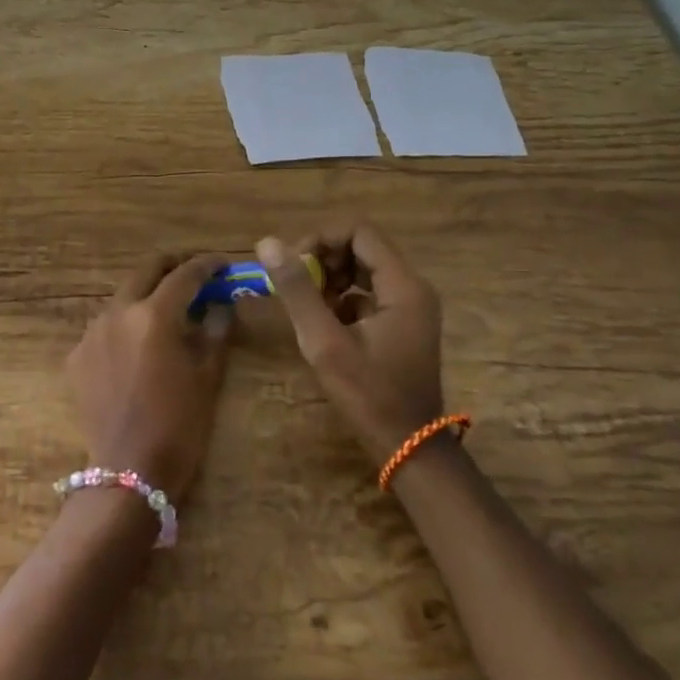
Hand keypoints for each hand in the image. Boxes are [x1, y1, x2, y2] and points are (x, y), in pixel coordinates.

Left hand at [67, 252, 235, 501]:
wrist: (128, 472)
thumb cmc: (179, 426)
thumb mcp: (208, 377)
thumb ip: (216, 331)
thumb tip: (222, 304)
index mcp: (154, 315)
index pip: (185, 275)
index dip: (208, 265)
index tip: (224, 265)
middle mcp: (118, 312)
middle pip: (147, 270)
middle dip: (173, 265)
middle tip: (196, 275)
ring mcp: (92, 332)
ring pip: (123, 295)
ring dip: (148, 293)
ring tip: (170, 311)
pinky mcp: (78, 354)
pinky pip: (106, 325)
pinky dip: (127, 323)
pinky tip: (140, 344)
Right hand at [257, 223, 443, 467]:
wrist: (408, 447)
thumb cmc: (368, 394)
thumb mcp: (325, 342)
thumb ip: (297, 290)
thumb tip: (267, 243)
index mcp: (402, 285)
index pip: (359, 231)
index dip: (321, 238)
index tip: (294, 265)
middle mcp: (412, 287)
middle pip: (361, 247)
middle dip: (323, 259)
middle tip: (296, 287)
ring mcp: (409, 307)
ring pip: (362, 270)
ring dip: (329, 279)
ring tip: (307, 308)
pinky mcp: (401, 324)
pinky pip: (367, 294)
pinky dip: (341, 300)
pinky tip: (324, 327)